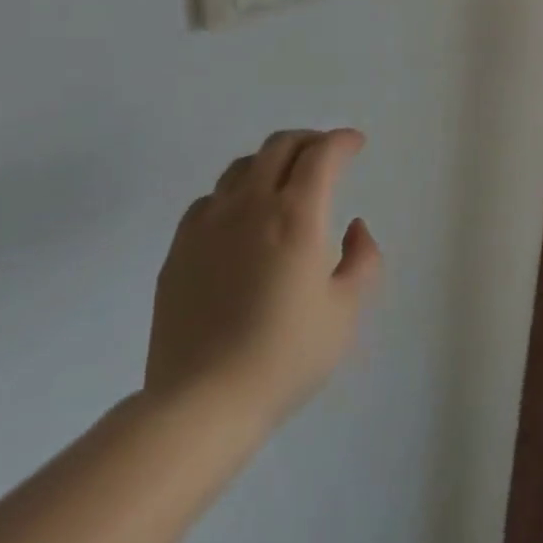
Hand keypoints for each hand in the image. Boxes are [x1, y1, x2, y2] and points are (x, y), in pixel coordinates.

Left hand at [144, 129, 381, 432]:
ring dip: (271, 161)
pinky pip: (210, 199)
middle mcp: (251, 204)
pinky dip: (234, 193)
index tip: (356, 144)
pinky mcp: (180, 247)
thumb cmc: (284, 357)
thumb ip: (363, 260)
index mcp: (296, 215)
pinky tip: (240, 217)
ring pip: (242, 166)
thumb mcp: (345, 313)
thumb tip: (356, 228)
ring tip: (284, 180)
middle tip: (325, 153)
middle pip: (280, 146)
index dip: (342, 140)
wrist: (201, 402)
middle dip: (309, 140)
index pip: (322, 153)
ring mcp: (209, 222)